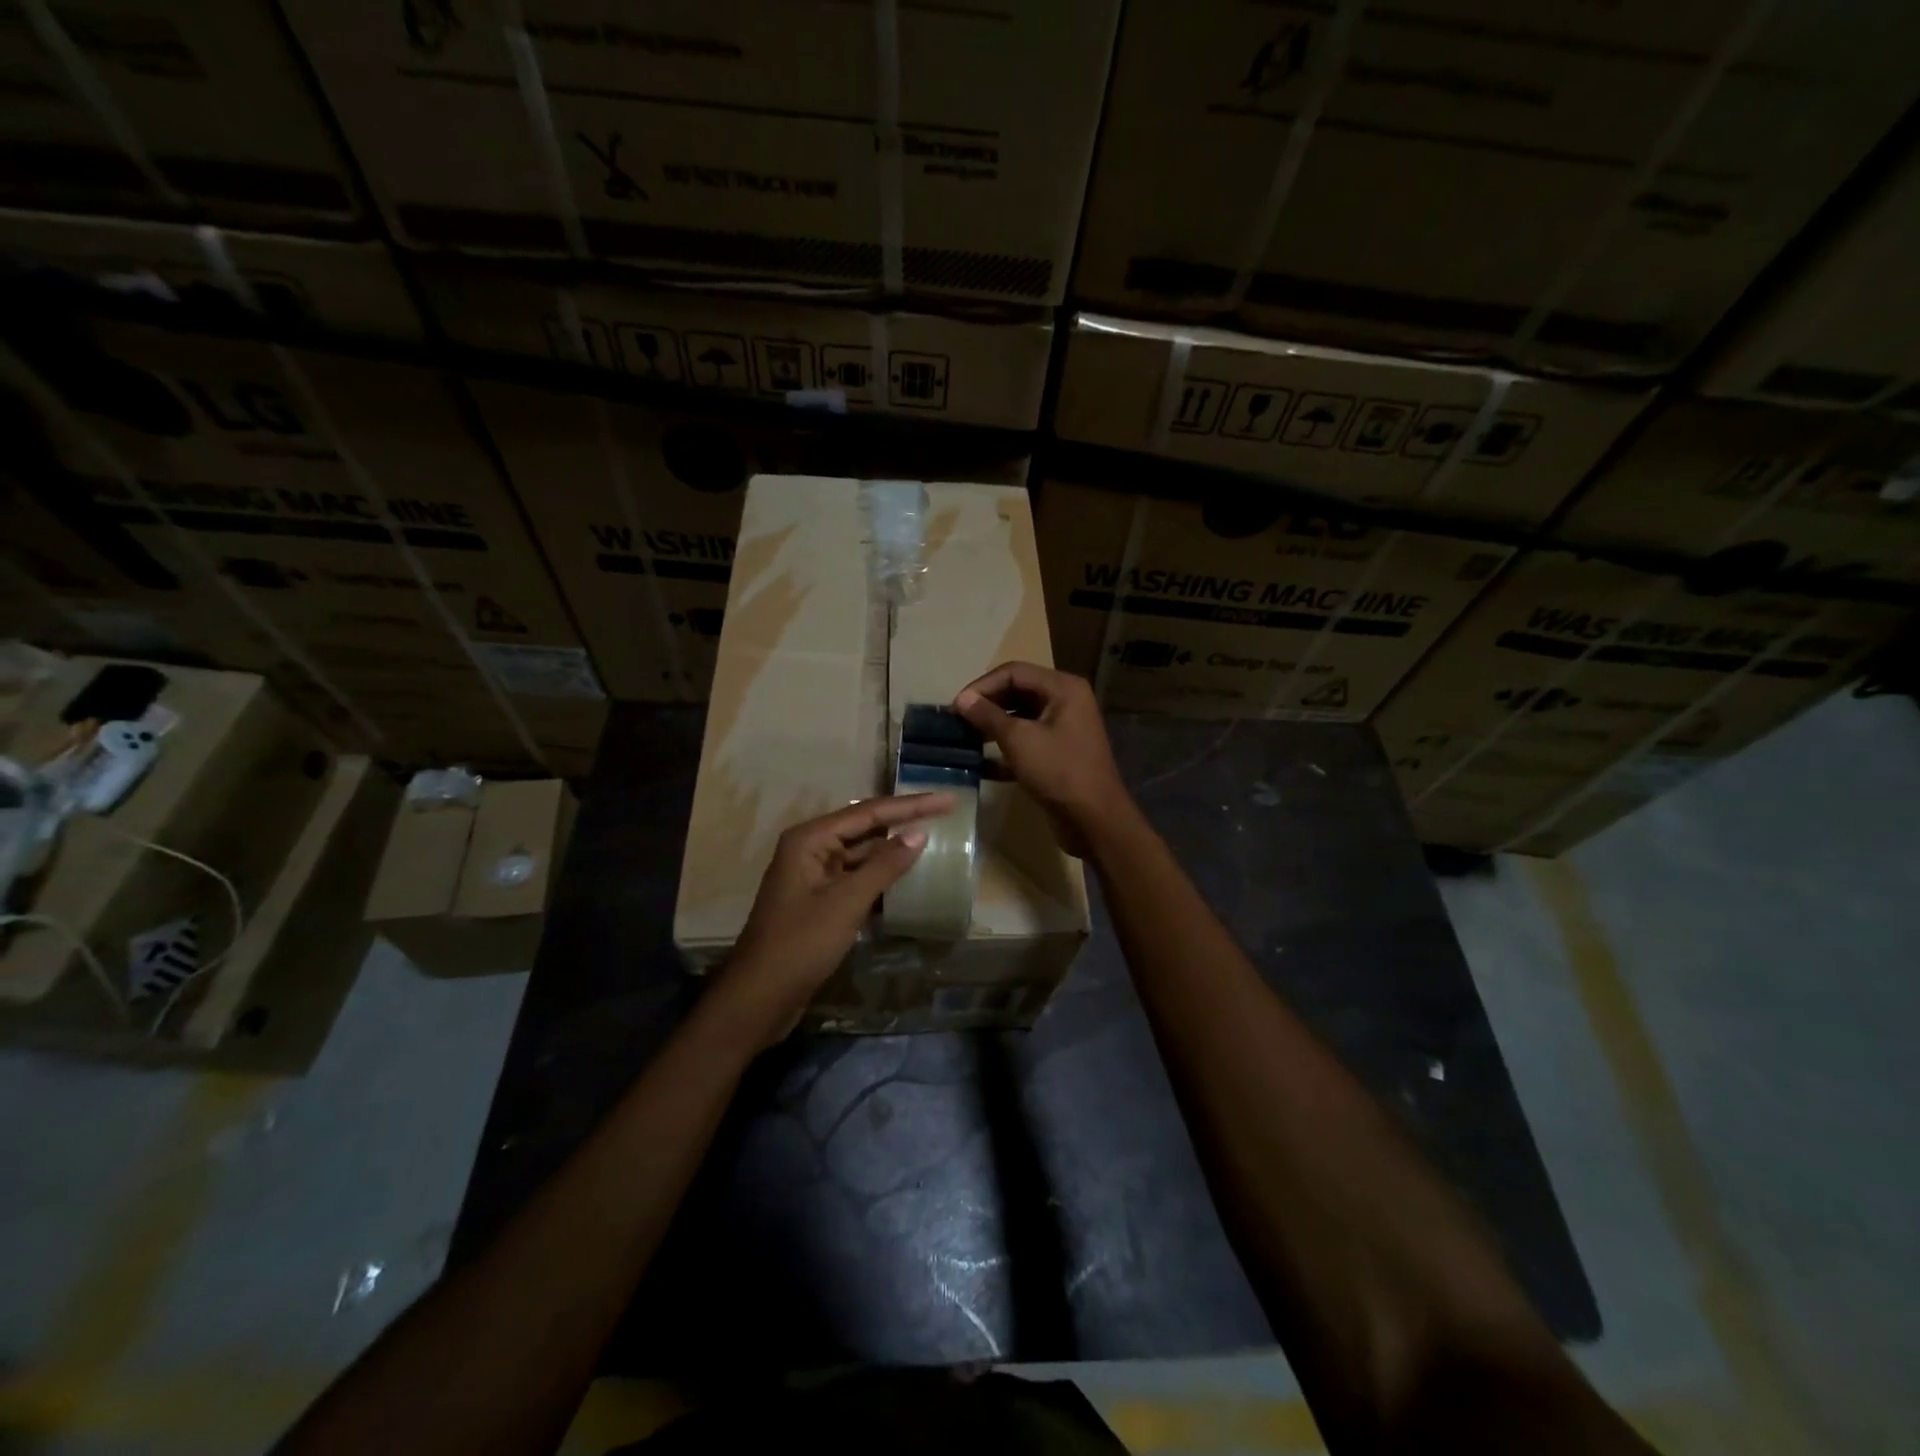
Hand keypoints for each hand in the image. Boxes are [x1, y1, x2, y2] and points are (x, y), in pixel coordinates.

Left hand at [719, 793, 953, 1044]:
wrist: (759, 998)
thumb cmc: (800, 944)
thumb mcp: (846, 903)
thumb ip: (884, 866)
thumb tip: (919, 834)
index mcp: (810, 839)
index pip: (869, 812)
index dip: (911, 805)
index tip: (948, 799)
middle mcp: (811, 849)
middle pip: (866, 827)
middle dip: (904, 821)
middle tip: (946, 812)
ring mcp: (815, 876)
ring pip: (863, 854)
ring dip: (894, 849)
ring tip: (935, 840)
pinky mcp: (820, 901)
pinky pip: (857, 878)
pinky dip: (882, 877)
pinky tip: (909, 877)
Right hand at [953, 661, 1134, 857]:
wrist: (1094, 820)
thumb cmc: (1058, 771)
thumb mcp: (1019, 740)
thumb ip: (988, 716)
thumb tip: (961, 699)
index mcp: (1062, 688)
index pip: (1014, 672)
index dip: (982, 686)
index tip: (956, 707)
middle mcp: (1065, 702)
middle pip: (1017, 692)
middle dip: (986, 705)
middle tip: (957, 722)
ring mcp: (1063, 729)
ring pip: (1020, 718)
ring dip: (992, 727)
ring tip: (964, 739)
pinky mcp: (1057, 754)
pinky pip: (1026, 742)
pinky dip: (1004, 749)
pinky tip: (980, 764)